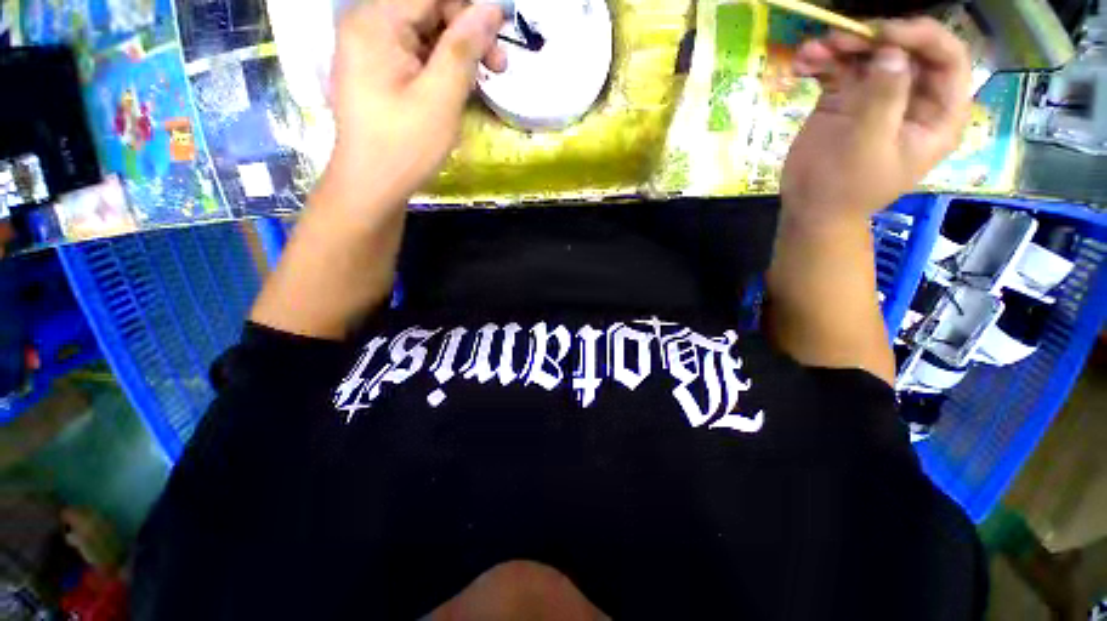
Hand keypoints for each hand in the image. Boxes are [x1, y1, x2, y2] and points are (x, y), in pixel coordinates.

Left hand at [321, 0, 506, 210]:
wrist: (372, 185)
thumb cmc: (405, 146)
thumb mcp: (441, 98)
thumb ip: (464, 49)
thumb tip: (491, 8)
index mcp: (376, 22)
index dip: (470, 9)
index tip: (501, 33)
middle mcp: (368, 24)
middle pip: (428, 8)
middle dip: (466, 32)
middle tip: (498, 68)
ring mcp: (370, 47)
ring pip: (425, 31)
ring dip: (458, 51)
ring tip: (483, 81)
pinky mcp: (377, 69)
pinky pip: (416, 52)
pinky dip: (442, 66)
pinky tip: (458, 88)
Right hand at [782, 17, 971, 225]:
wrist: (809, 211)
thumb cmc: (844, 189)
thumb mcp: (867, 148)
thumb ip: (883, 101)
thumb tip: (891, 53)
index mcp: (936, 114)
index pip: (948, 59)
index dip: (922, 37)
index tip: (883, 35)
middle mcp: (912, 98)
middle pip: (906, 49)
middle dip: (873, 38)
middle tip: (838, 40)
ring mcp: (877, 96)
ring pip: (869, 54)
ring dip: (841, 47)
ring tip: (811, 52)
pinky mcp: (847, 99)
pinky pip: (839, 69)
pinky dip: (821, 63)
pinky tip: (801, 64)